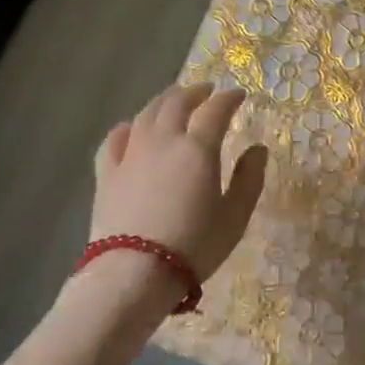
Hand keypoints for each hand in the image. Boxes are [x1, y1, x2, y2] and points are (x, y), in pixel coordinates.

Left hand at [92, 84, 267, 286]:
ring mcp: (131, 154)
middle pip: (177, 103)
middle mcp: (163, 141)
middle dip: (195, 92)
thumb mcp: (235, 217)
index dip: (229, 98)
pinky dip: (128, 127)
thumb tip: (258, 149)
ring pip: (146, 114)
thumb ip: (249, 179)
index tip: (239, 95)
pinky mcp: (106, 173)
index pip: (216, 110)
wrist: (133, 274)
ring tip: (173, 100)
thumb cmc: (194, 246)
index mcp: (198, 148)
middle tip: (206, 90)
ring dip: (163, 101)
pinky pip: (115, 139)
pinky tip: (131, 128)